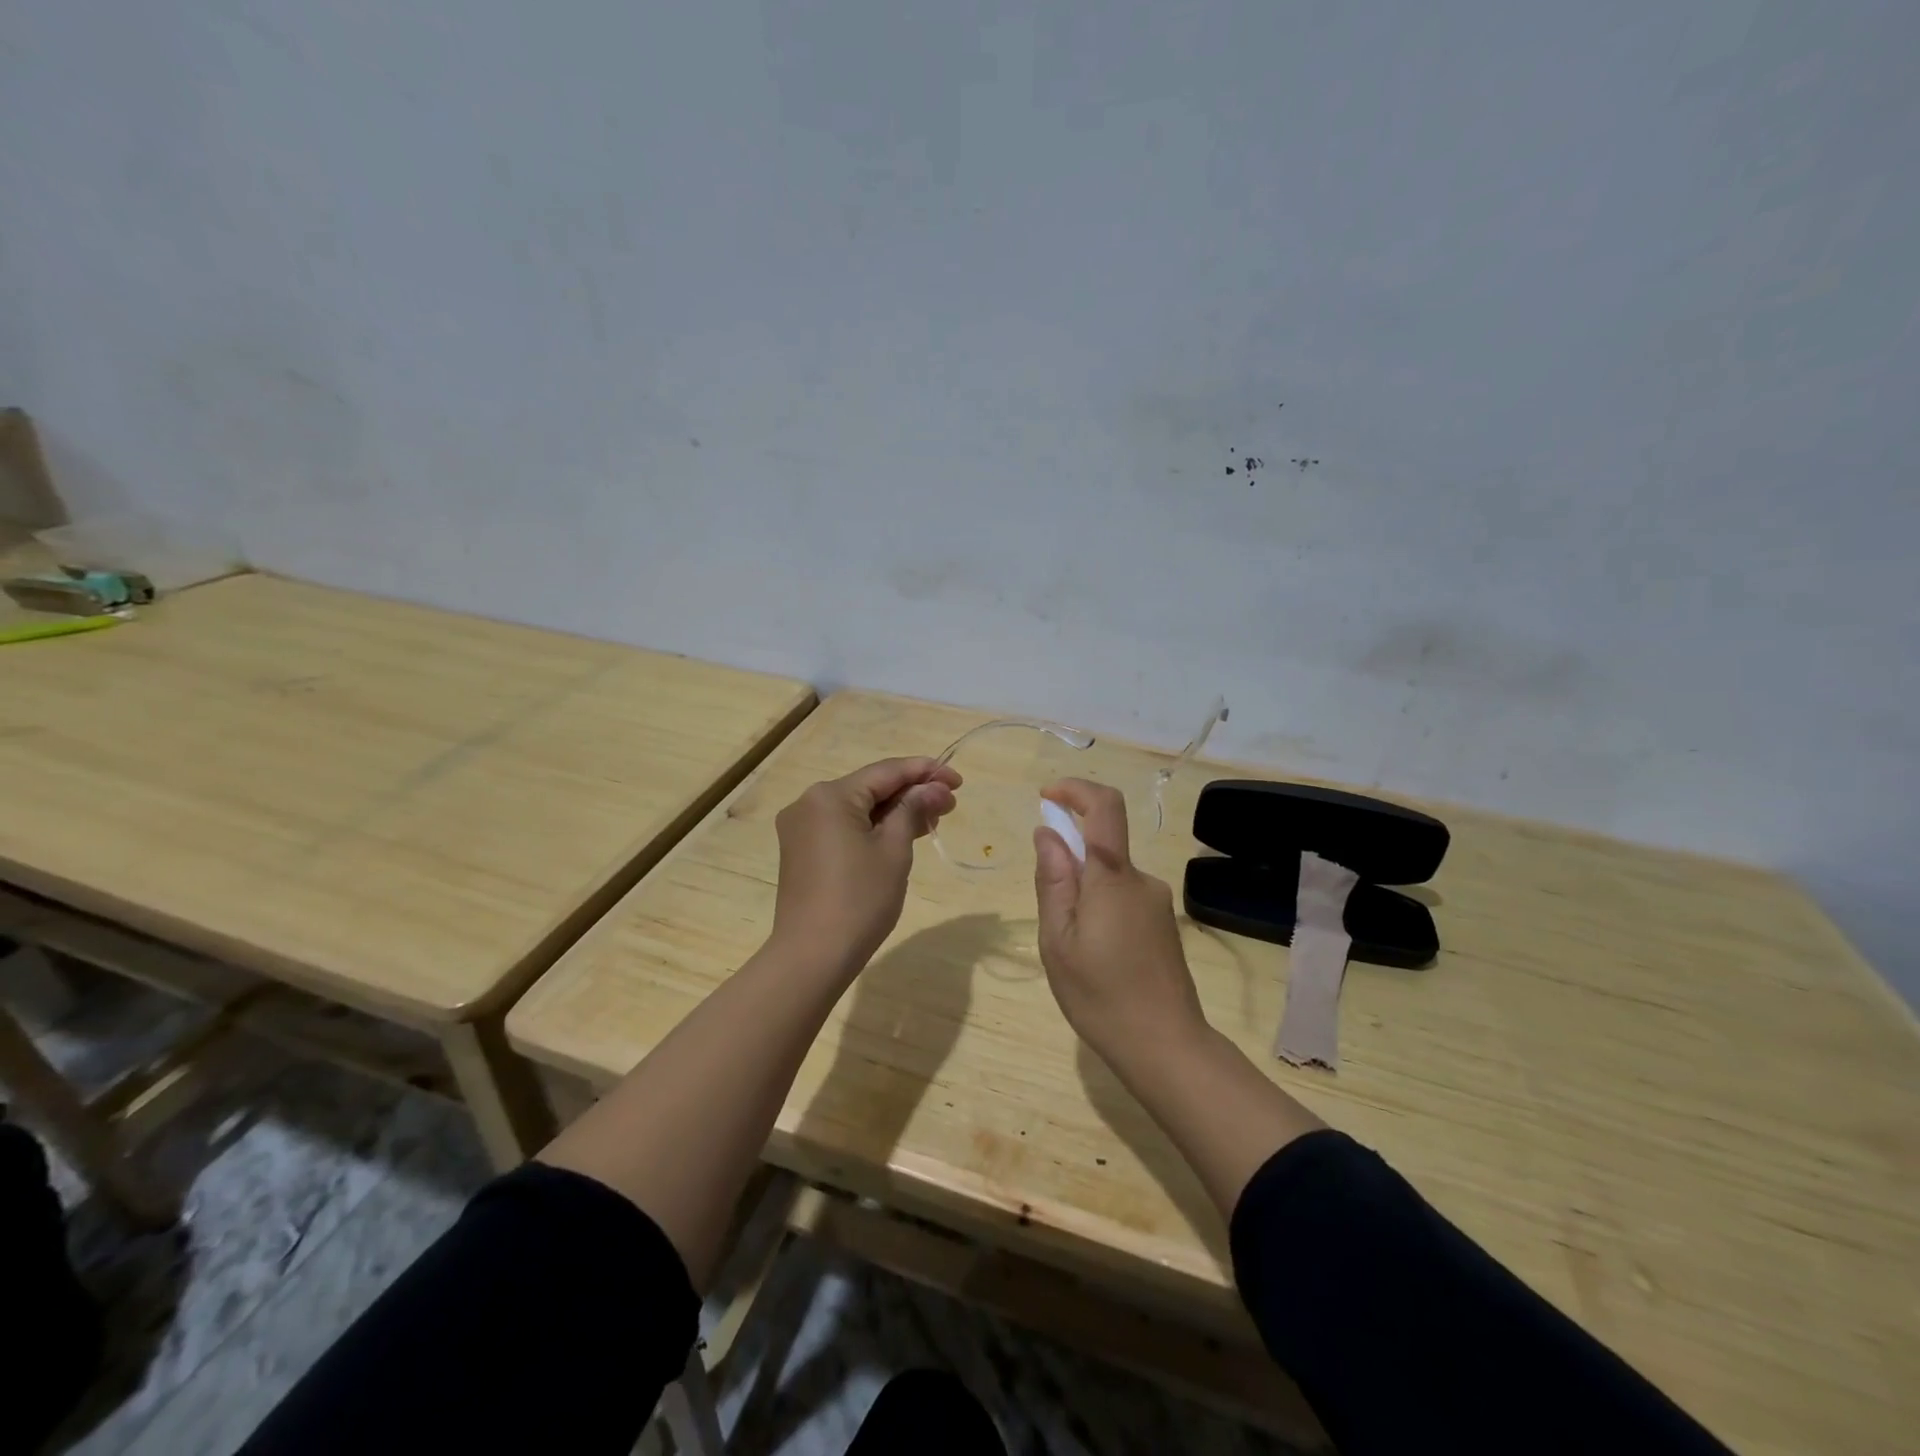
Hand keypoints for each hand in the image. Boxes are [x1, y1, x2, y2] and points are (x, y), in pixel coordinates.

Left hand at [770, 756, 960, 977]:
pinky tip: (901, 834)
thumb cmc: (859, 900)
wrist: (812, 957)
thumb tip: (934, 788)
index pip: (886, 771)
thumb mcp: (894, 850)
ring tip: (933, 819)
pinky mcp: (801, 851)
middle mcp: (809, 803)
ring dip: (894, 812)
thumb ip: (913, 810)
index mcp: (830, 796)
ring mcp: (801, 828)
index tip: (958, 779)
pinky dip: (873, 828)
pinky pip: (844, 827)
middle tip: (950, 804)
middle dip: (911, 793)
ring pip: (857, 808)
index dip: (925, 772)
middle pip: (870, 788)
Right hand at [1032, 778, 1208, 1066]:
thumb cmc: (1101, 995)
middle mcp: (1141, 879)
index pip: (1104, 806)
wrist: (1166, 1047)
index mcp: (1113, 877)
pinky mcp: (1162, 925)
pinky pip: (1123, 897)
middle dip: (1068, 857)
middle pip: (1103, 844)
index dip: (1075, 789)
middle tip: (1049, 911)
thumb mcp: (1058, 940)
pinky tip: (1093, 955)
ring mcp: (1157, 903)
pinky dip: (1099, 906)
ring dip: (1083, 889)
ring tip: (1070, 945)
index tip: (1046, 797)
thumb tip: (1047, 833)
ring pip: (1110, 875)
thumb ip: (1053, 880)